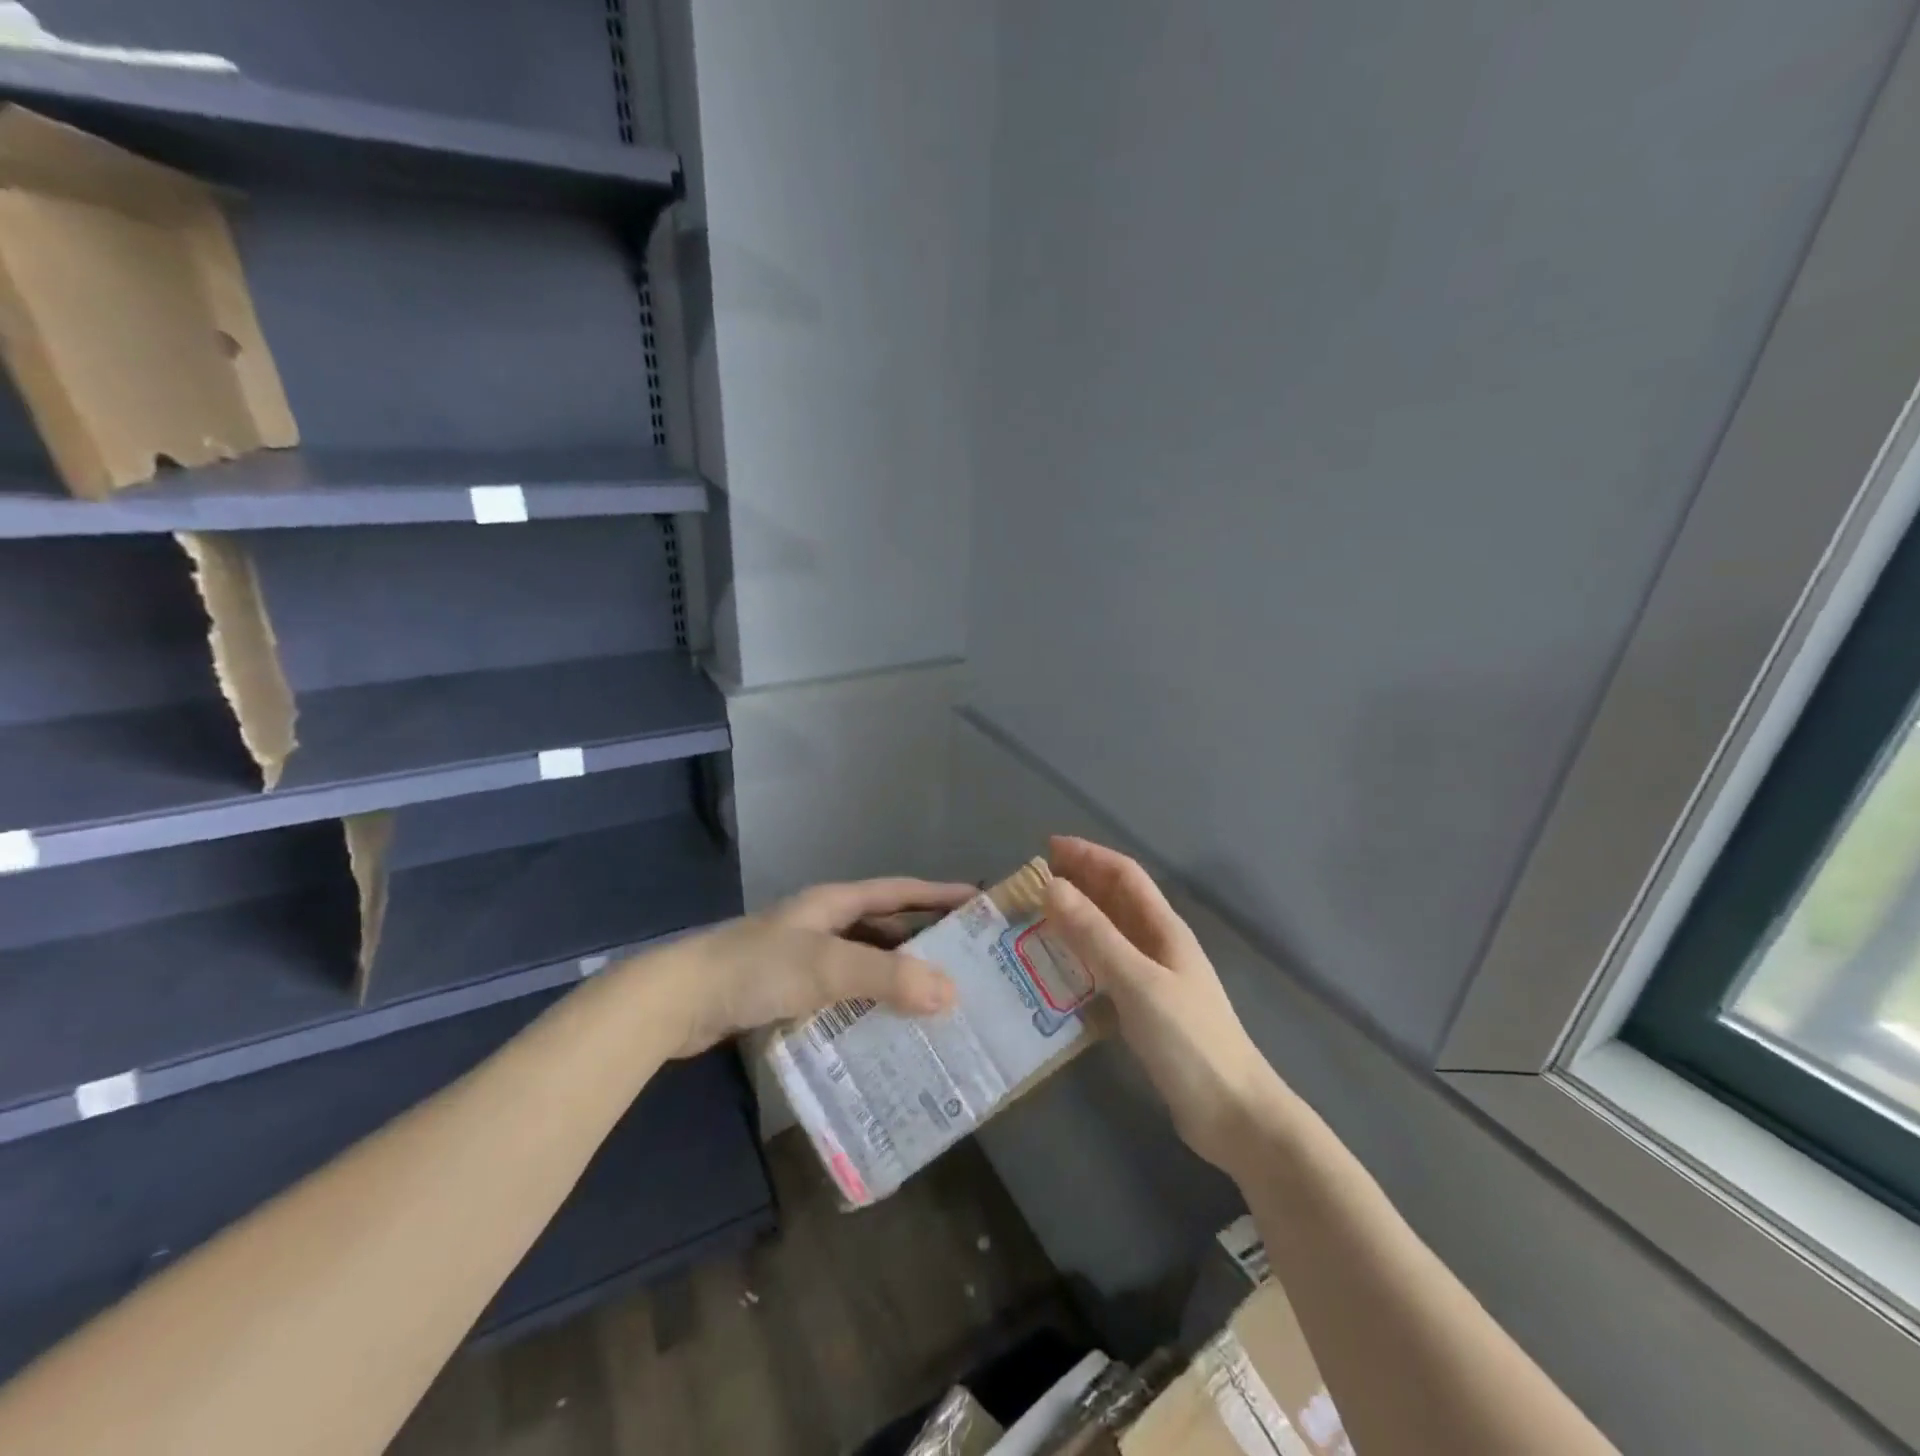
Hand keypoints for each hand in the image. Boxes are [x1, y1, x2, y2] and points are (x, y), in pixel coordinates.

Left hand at [657, 877, 972, 1057]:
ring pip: (865, 966)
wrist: (677, 1002)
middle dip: (926, 946)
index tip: (980, 905)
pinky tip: (887, 1034)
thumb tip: (951, 992)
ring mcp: (804, 960)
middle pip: (886, 930)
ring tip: (939, 1007)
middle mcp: (824, 925)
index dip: (940, 895)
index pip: (900, 892)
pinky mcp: (788, 993)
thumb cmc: (755, 969)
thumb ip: (886, 976)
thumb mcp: (826, 966)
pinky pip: (843, 996)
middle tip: (969, 969)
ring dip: (897, 982)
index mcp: (835, 904)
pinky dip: (867, 1009)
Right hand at [1043, 836, 1286, 1175]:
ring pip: (1111, 934)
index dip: (1089, 855)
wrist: (1233, 1113)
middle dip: (1080, 882)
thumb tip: (1053, 886)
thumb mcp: (1137, 981)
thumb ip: (1095, 935)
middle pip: (1117, 900)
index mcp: (1165, 929)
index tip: (1049, 847)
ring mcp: (1155, 978)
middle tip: (1035, 882)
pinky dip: (1082, 957)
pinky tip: (1059, 969)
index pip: (1125, 875)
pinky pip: (1107, 968)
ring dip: (1078, 919)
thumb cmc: (1188, 1040)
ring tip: (1038, 919)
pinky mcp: (1146, 1009)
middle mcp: (1160, 946)